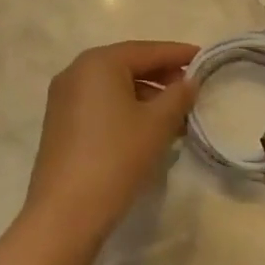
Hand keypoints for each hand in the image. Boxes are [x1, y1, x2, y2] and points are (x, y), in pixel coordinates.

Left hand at [23, 40, 198, 249]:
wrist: (65, 214)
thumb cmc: (116, 157)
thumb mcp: (157, 124)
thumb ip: (178, 96)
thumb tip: (189, 82)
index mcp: (98, 62)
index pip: (147, 50)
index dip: (178, 54)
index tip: (203, 57)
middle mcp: (76, 72)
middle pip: (128, 65)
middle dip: (162, 76)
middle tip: (192, 88)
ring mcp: (64, 98)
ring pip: (115, 87)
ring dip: (146, 96)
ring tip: (176, 115)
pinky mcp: (61, 123)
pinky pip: (101, 104)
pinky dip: (126, 109)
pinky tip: (148, 129)